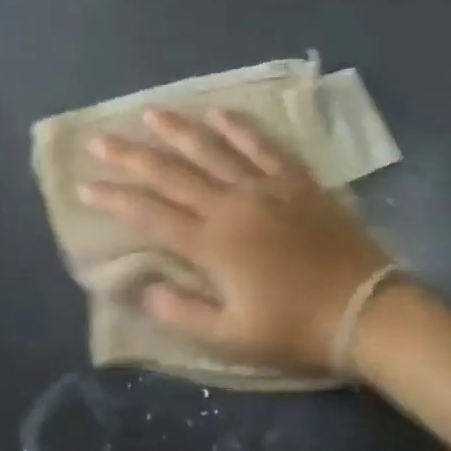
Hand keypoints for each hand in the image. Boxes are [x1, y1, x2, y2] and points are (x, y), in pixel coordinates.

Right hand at [80, 109, 388, 374]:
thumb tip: (142, 287)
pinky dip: (238, 128)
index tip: (85, 186)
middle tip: (100, 140)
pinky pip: (261, 146)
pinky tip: (219, 114)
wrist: (364, 310)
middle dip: (131, 156)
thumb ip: (181, 312)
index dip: (114, 199)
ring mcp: (263, 187)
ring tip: (151, 112)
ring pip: (211, 150)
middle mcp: (230, 205)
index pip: (150, 214)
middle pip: (171, 173)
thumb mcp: (231, 337)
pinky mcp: (294, 180)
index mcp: (211, 244)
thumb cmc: (294, 328)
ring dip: (178, 131)